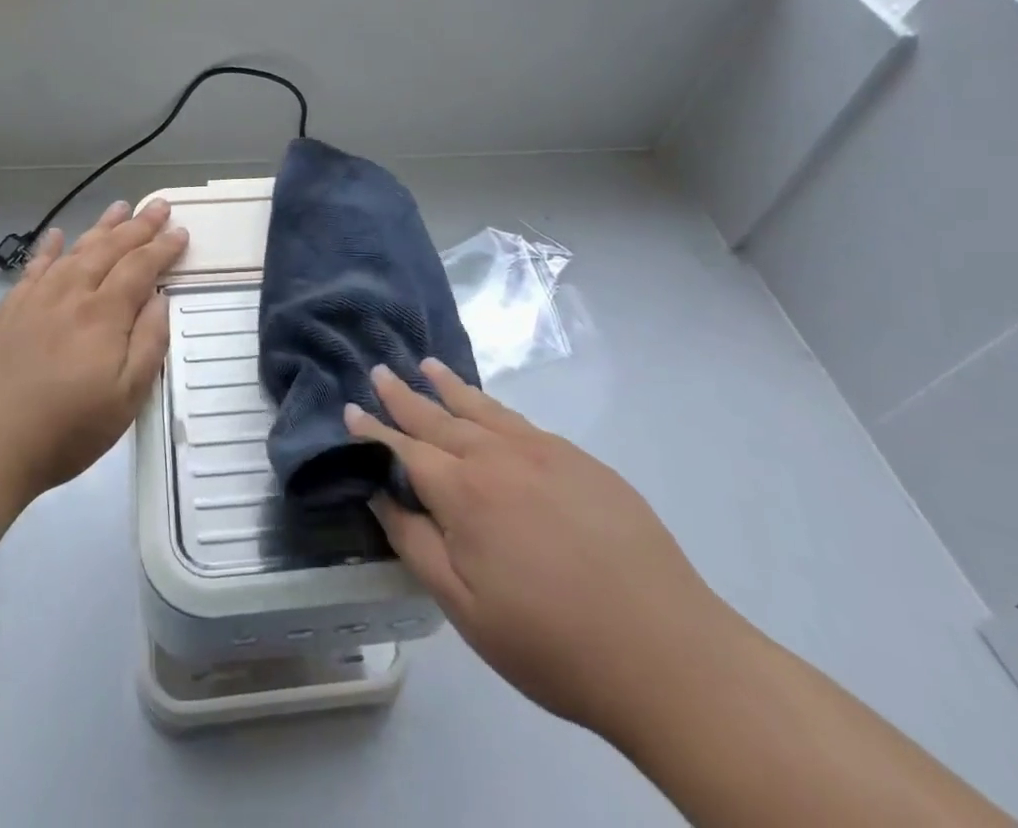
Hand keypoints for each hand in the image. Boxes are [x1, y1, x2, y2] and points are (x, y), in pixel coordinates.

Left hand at [0, 199, 187, 501]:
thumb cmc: (65, 429)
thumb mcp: (126, 398)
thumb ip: (149, 344)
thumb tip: (160, 299)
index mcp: (104, 314)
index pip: (140, 268)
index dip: (162, 248)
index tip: (181, 232)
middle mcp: (71, 295)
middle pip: (109, 249)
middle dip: (138, 226)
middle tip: (158, 205)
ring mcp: (35, 300)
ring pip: (74, 251)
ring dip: (100, 227)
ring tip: (119, 207)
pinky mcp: (7, 312)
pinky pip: (33, 268)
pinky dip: (48, 248)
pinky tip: (55, 235)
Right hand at [347, 359, 735, 742]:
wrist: (667, 652)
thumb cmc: (553, 642)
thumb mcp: (466, 610)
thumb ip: (417, 545)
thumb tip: (380, 497)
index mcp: (464, 493)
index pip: (404, 450)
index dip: (374, 430)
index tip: (350, 408)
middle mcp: (498, 457)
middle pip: (439, 418)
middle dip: (404, 395)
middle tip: (379, 370)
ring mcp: (544, 453)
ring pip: (482, 408)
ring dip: (449, 386)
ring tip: (427, 364)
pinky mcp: (581, 461)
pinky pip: (521, 421)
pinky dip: (493, 406)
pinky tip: (489, 408)